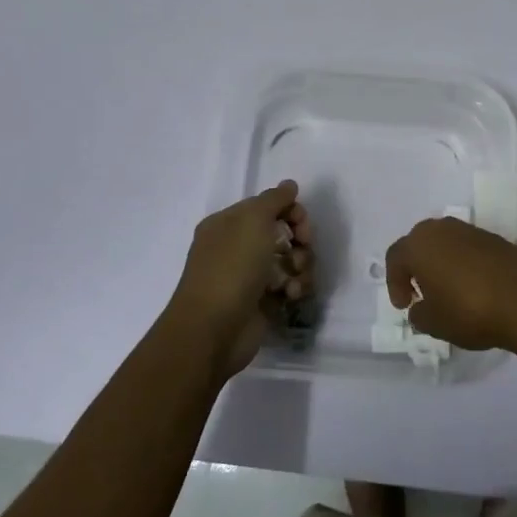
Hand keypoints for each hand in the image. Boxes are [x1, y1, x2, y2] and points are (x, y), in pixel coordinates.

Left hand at [165, 180, 312, 379]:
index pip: (268, 206)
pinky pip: (290, 286)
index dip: (291, 212)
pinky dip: (296, 288)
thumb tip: (289, 185)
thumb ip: (275, 199)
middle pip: (283, 233)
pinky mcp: (263, 303)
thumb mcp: (252, 221)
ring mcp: (251, 276)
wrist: (213, 330)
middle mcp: (238, 247)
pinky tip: (292, 295)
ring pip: (290, 261)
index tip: (303, 225)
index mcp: (229, 224)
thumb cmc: (231, 268)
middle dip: (300, 241)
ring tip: (295, 280)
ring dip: (301, 266)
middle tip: (302, 250)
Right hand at [382, 217, 516, 350]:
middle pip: (419, 244)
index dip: (395, 283)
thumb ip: (419, 314)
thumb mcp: (434, 322)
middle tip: (421, 293)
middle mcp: (441, 229)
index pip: (395, 257)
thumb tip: (420, 308)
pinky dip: (463, 264)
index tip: (404, 305)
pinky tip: (472, 287)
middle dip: (416, 268)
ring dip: (441, 264)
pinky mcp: (494, 238)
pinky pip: (467, 248)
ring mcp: (469, 230)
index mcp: (418, 244)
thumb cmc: (468, 309)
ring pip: (444, 244)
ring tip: (448, 291)